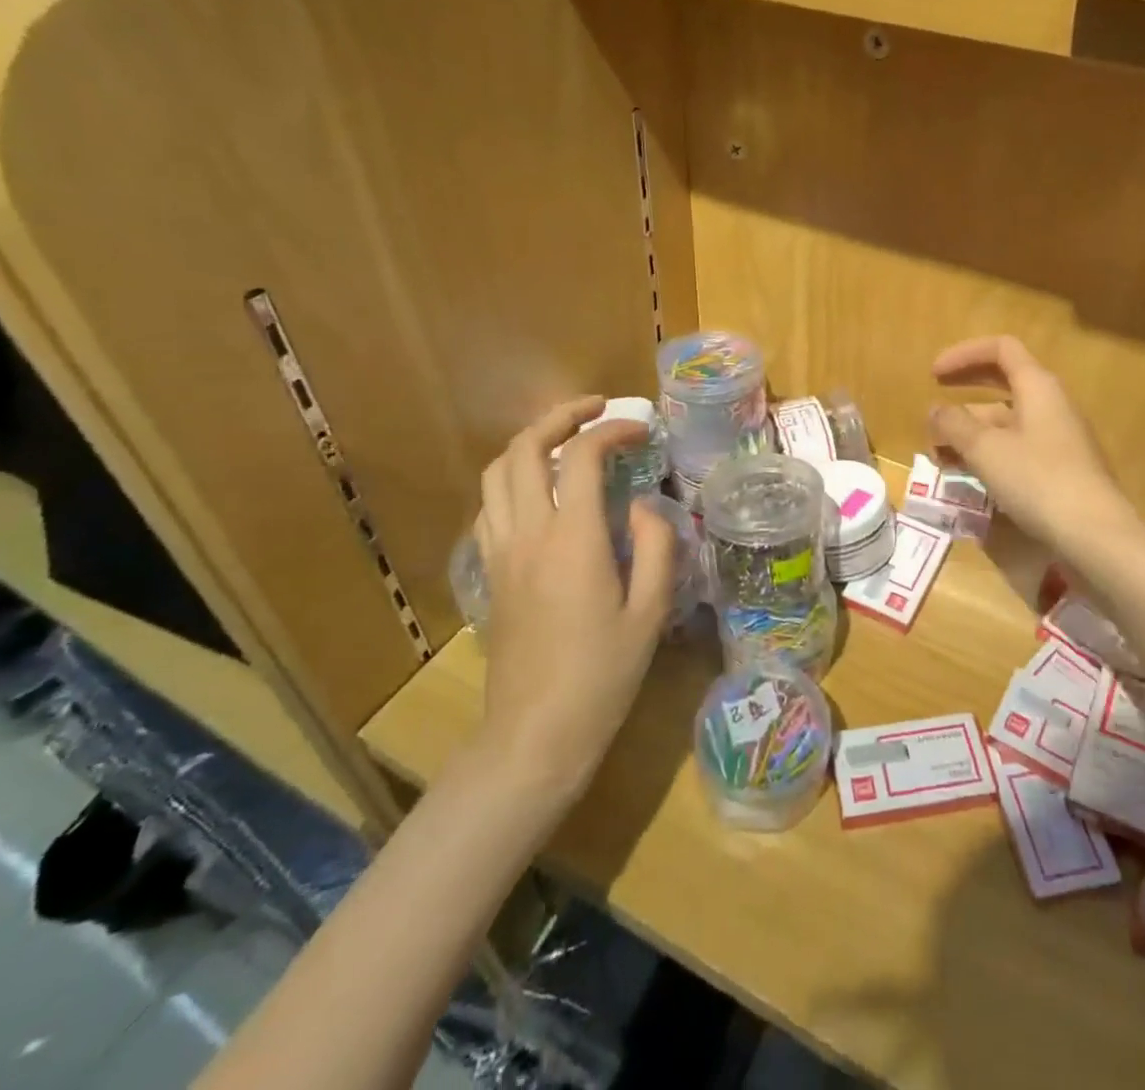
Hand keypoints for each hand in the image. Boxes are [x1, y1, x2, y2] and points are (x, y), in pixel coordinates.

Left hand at [471, 397, 674, 800]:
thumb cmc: (603, 676)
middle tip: (595, 410)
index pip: (584, 457)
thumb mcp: (650, 612)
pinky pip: (490, 506)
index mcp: (573, 539)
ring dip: (530, 443)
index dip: (613, 430)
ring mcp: (500, 552)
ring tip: (565, 441)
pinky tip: (540, 492)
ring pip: (497, 472)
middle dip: (560, 417)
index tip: (641, 430)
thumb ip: (655, 546)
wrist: (535, 734)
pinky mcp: (489, 572)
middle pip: (525, 449)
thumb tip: (643, 505)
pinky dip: (513, 480)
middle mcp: (528, 533)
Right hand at [929, 336, 1134, 550]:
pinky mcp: (1059, 468)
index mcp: (1038, 386)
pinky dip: (987, 453)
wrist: (1095, 535)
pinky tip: (966, 476)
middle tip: (933, 412)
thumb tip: (936, 411)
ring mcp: (1058, 438)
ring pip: (1006, 421)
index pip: (1000, 349)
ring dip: (969, 432)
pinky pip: (1016, 447)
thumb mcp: (985, 449)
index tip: (933, 375)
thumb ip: (954, 424)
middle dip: (962, 395)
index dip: (963, 355)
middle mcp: (1051, 405)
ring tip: (938, 456)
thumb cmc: (1038, 480)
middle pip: (1002, 384)